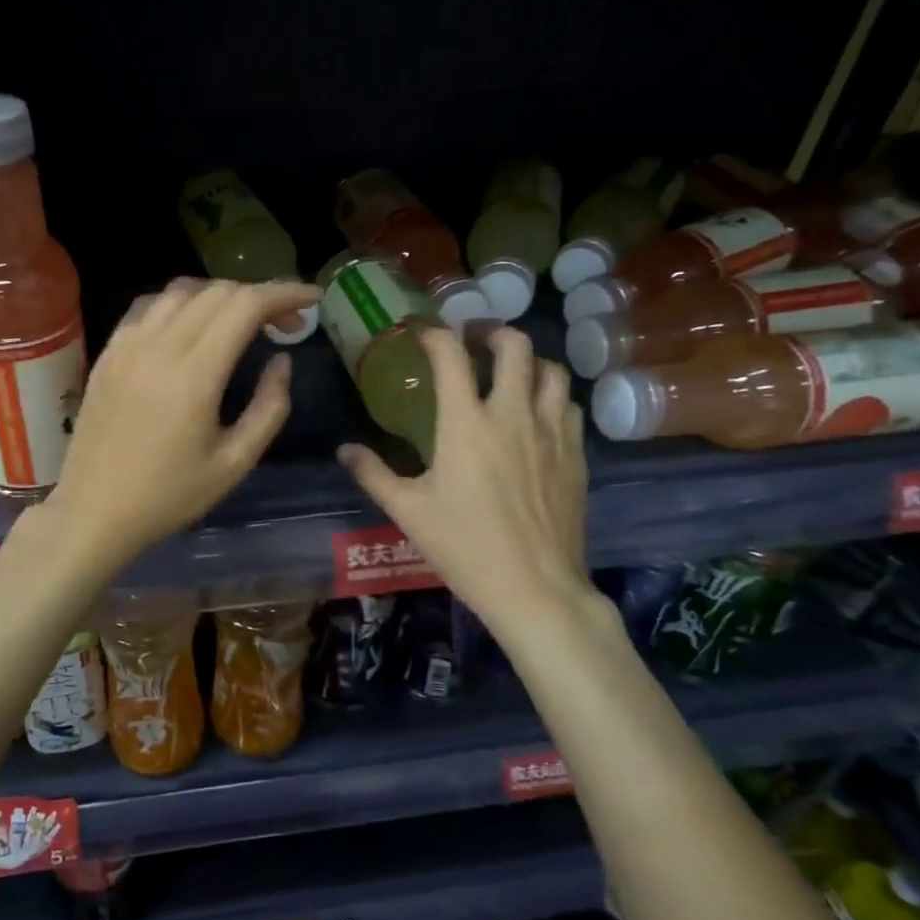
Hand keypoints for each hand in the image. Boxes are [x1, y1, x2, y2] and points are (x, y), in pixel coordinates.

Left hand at [41, 279, 320, 569]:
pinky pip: (148, 306)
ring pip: (181, 291)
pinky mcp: (108, 353)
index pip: (246, 306)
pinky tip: (191, 327)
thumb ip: (269, 408)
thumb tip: (282, 361)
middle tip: (285, 325)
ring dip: (220, 296)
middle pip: (218, 291)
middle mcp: (159, 346)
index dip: (285, 293)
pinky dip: (180, 304)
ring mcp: (127, 346)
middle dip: (260, 296)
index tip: (312, 300)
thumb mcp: (235, 463)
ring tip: (241, 324)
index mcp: (195, 375)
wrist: (94, 511)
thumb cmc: (169, 496)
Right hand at [337, 326, 598, 633]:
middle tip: (474, 339)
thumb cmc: (463, 547)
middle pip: (514, 346)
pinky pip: (568, 407)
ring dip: (528, 361)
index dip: (435, 334)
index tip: (422, 332)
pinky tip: (537, 414)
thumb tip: (345, 450)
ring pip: (551, 371)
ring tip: (509, 372)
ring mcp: (551, 433)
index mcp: (466, 423)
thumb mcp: (407, 510)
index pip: (452, 356)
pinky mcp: (575, 456)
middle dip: (492, 332)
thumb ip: (372, 474)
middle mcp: (512, 415)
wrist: (534, 587)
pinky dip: (551, 397)